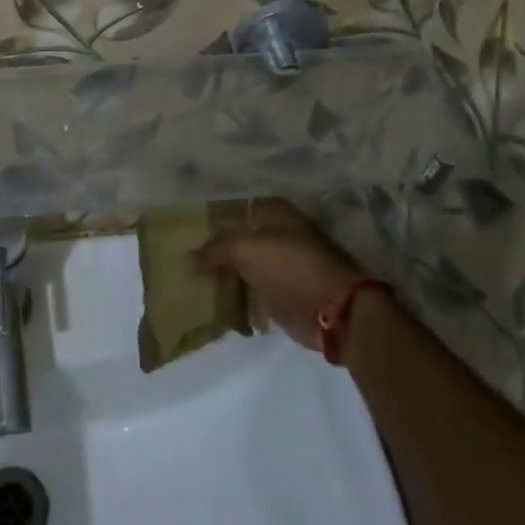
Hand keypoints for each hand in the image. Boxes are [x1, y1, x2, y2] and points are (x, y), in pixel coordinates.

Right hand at [191, 200, 367, 349]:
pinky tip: (223, 312)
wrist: (338, 312)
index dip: (211, 223)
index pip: (234, 212)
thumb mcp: (246, 250)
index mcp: (274, 213)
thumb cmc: (292, 268)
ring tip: (199, 291)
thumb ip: (215, 250)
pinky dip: (241, 304)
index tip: (186, 237)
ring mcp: (285, 266)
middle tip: (187, 267)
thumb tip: (187, 257)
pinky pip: (255, 295)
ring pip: (246, 269)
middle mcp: (280, 235)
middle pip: (239, 242)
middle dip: (216, 255)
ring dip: (227, 282)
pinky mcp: (287, 295)